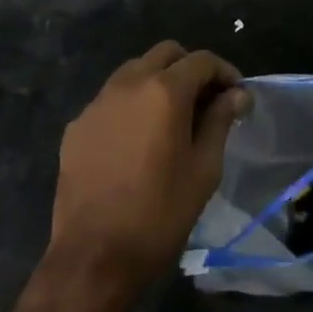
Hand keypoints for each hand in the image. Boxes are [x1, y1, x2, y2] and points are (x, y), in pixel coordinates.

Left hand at [47, 41, 246, 301]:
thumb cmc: (160, 214)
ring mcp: (97, 103)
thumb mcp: (203, 169)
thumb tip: (236, 94)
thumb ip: (220, 121)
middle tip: (206, 101)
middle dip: (190, 68)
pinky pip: (110, 99)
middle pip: (165, 54)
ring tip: (171, 118)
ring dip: (158, 81)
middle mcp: (128, 84)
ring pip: (134, 71)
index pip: (201, 60)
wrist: (93, 257)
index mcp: (164, 91)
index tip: (236, 95)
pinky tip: (137, 140)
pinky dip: (131, 105)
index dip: (224, 72)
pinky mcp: (76, 126)